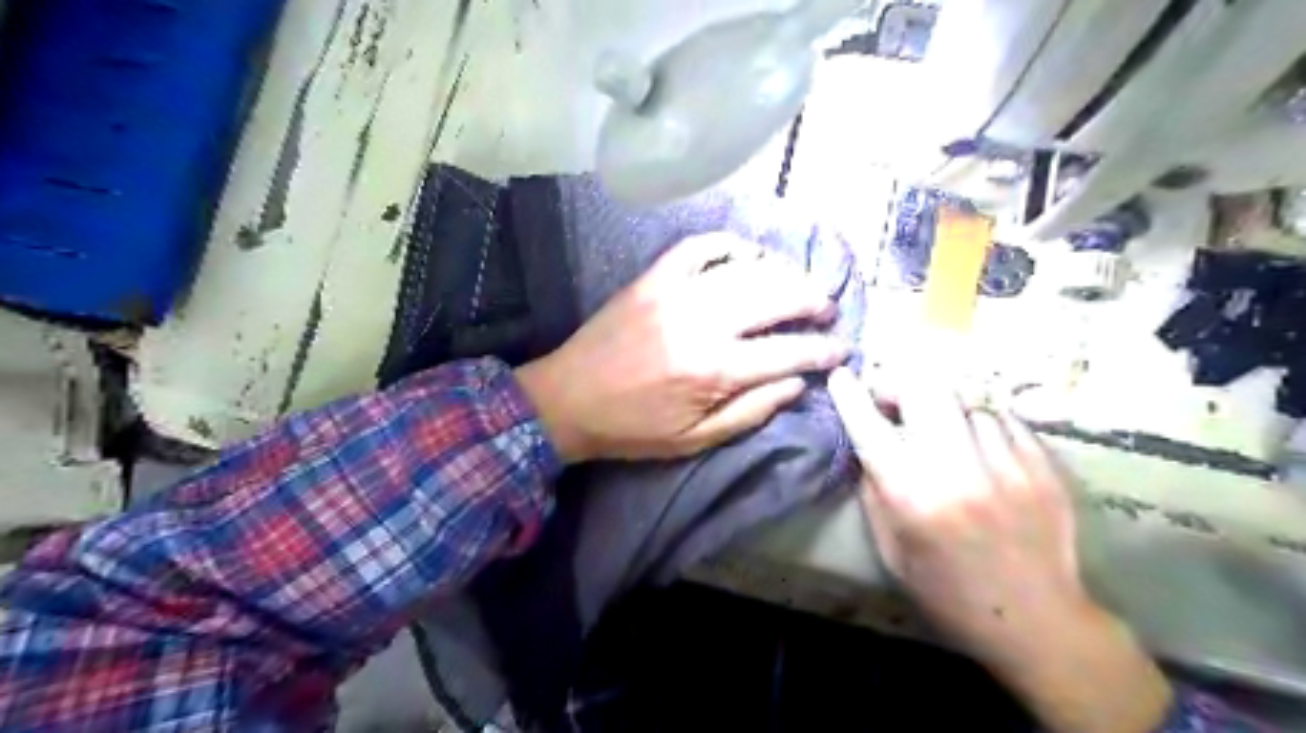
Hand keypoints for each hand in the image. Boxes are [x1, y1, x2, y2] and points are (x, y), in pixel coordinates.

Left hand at [515, 231, 852, 463]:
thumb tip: (796, 383)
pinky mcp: (653, 278)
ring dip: (783, 273)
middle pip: (776, 297)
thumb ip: (752, 411)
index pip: (788, 352)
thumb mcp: (695, 440)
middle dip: (813, 301)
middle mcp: (701, 323)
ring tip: (799, 284)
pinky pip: (700, 247)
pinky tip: (748, 256)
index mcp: (714, 369)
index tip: (843, 348)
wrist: (567, 400)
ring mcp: (676, 292)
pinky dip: (731, 245)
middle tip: (827, 310)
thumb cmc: (633, 429)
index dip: (823, 350)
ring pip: (746, 269)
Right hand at [829, 370, 1167, 732]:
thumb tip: (867, 446)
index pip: (870, 427)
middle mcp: (958, 470)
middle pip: (925, 390)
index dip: (850, 395)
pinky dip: (981, 420)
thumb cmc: (949, 593)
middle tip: (895, 401)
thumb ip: (875, 492)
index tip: (841, 376)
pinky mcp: (1043, 465)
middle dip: (901, 385)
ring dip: (943, 406)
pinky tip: (978, 441)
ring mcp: (1007, 464)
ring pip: (966, 398)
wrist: (1038, 622)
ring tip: (941, 426)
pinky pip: (1003, 416)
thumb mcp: (892, 551)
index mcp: (913, 497)